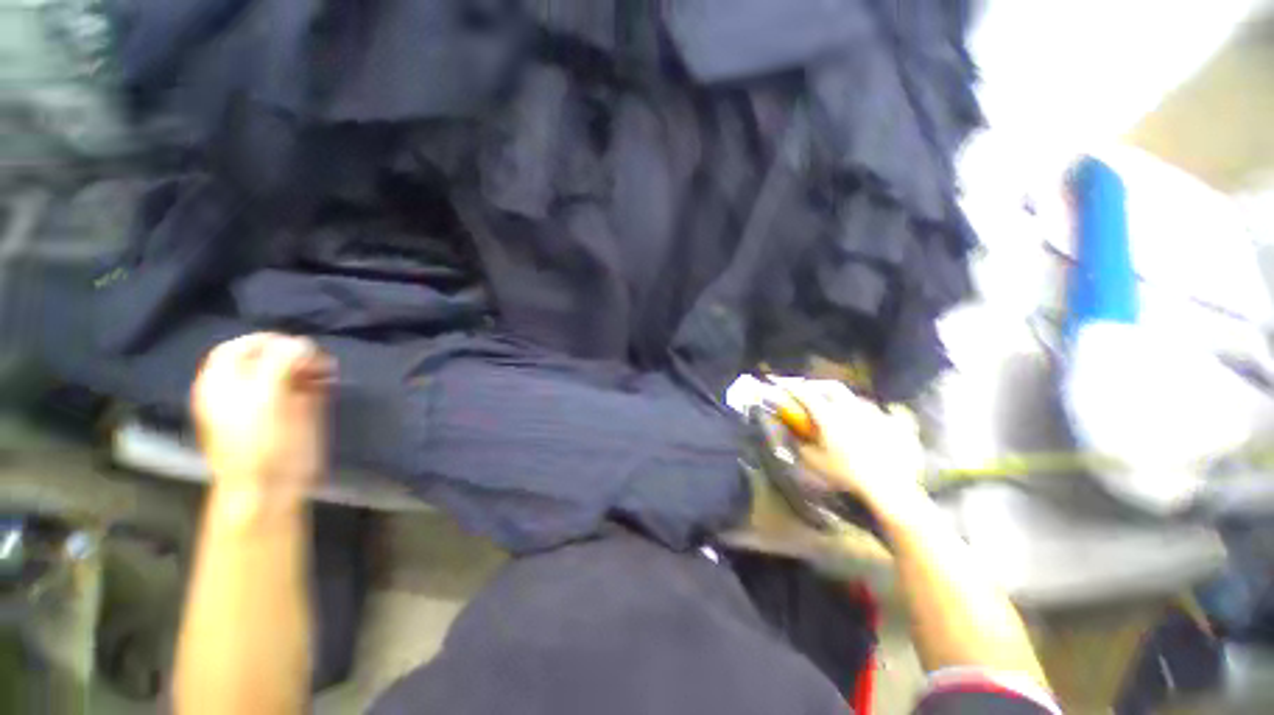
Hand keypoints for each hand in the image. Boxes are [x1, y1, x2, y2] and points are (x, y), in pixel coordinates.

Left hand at [191, 333, 333, 497]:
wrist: (269, 488)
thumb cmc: (261, 444)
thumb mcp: (265, 398)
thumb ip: (279, 364)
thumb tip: (301, 343)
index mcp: (222, 383)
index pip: (241, 346)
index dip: (269, 341)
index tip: (299, 346)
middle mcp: (241, 389)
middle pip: (267, 357)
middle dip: (295, 354)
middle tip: (319, 360)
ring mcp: (266, 402)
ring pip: (288, 371)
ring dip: (310, 366)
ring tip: (328, 370)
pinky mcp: (289, 415)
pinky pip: (303, 387)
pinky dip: (317, 380)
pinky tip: (328, 382)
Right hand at [783, 380, 927, 522]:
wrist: (888, 487)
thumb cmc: (847, 474)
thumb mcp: (814, 461)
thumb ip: (799, 443)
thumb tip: (792, 432)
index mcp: (829, 416)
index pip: (806, 394)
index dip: (792, 388)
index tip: (784, 386)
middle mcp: (851, 409)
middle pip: (832, 386)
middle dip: (817, 386)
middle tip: (809, 392)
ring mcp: (873, 414)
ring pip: (852, 398)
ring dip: (839, 400)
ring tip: (834, 410)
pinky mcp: (891, 423)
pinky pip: (873, 410)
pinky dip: (861, 412)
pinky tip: (861, 423)